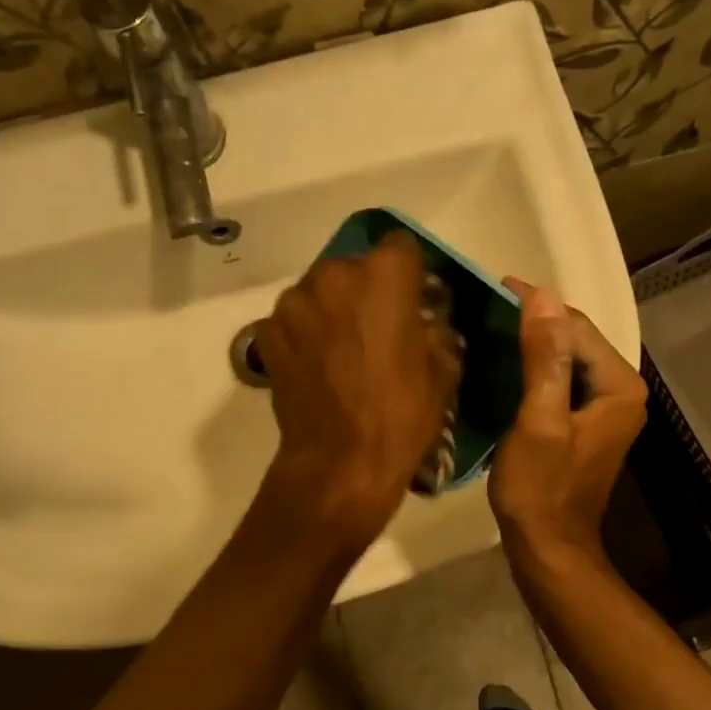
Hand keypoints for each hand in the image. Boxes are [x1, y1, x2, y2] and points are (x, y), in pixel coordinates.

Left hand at [255, 231, 460, 549]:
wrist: (340, 462)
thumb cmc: (401, 415)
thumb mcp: (443, 369)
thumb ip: (435, 326)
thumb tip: (424, 316)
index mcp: (385, 275)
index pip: (400, 246)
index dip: (408, 272)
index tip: (411, 298)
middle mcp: (334, 274)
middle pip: (354, 267)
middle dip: (366, 290)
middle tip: (375, 328)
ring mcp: (294, 302)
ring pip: (320, 291)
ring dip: (332, 309)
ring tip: (341, 350)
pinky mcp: (267, 330)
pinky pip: (294, 319)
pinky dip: (305, 332)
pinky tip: (316, 365)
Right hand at [490, 279, 645, 567]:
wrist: (548, 547)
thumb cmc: (540, 488)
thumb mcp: (538, 419)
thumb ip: (544, 357)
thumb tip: (543, 296)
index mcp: (618, 386)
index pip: (576, 325)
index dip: (536, 304)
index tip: (494, 287)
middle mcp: (621, 391)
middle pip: (574, 339)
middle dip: (534, 320)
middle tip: (486, 304)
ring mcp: (605, 408)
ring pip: (566, 359)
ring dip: (532, 342)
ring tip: (489, 326)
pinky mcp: (585, 422)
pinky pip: (560, 380)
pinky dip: (534, 368)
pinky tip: (504, 362)